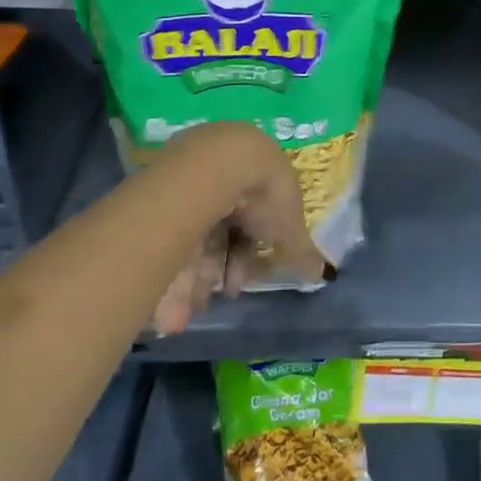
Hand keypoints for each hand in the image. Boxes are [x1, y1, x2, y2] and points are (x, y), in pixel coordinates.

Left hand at [147, 122, 323, 334]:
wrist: (219, 167)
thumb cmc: (263, 192)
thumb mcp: (289, 226)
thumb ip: (301, 251)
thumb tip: (321, 272)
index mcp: (252, 177)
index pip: (248, 222)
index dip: (246, 256)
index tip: (240, 283)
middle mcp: (218, 177)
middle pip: (217, 232)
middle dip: (217, 271)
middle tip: (216, 298)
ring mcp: (187, 184)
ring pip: (190, 239)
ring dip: (191, 281)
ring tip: (186, 314)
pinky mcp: (158, 196)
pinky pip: (165, 240)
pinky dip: (168, 272)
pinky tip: (170, 306)